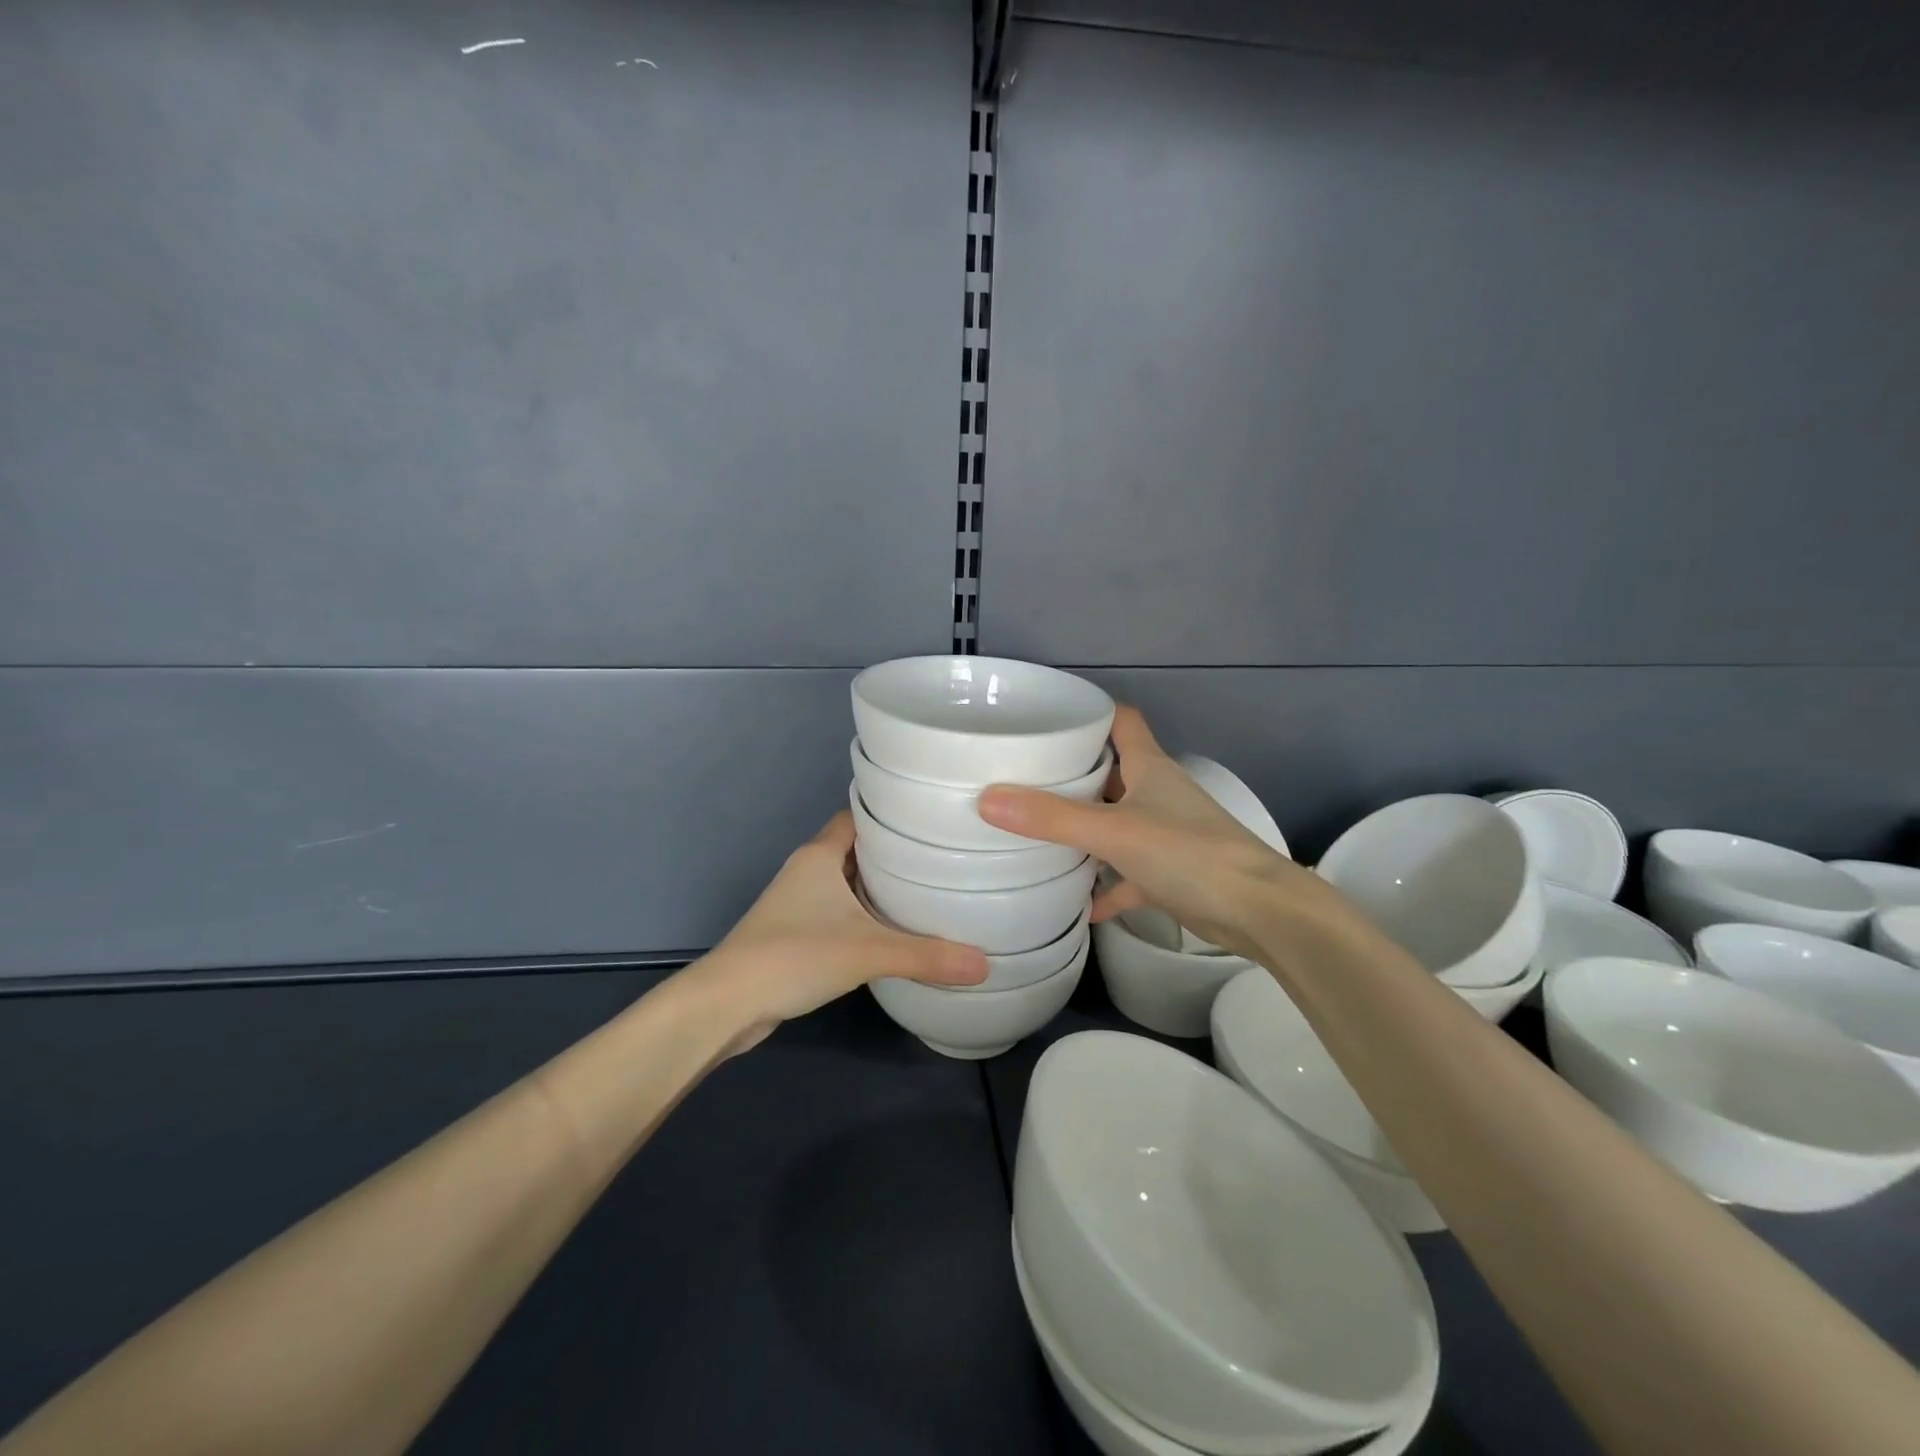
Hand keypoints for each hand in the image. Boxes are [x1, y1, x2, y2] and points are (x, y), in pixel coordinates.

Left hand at [694, 810, 987, 1053]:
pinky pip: (837, 911)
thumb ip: (927, 956)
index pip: (859, 816)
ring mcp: (796, 902)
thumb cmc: (794, 956)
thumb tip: (984, 965)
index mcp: (820, 855)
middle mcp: (806, 869)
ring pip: (845, 882)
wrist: (726, 1004)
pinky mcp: (792, 933)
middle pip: (856, 849)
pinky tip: (890, 931)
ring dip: (877, 886)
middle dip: (894, 853)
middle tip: (941, 857)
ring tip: (927, 890)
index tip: (931, 820)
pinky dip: (862, 915)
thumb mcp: (868, 952)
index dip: (892, 815)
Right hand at [977, 706, 1321, 958]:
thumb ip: (1052, 818)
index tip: (1049, 717)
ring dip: (1086, 828)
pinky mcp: (1171, 874)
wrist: (1258, 911)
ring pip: (1118, 822)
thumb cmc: (1189, 853)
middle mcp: (1158, 793)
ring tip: (1037, 831)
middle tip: (1024, 776)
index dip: (1091, 712)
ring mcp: (1166, 834)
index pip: (1122, 720)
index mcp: (1150, 767)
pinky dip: (1106, 885)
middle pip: (1112, 771)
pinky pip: (1128, 874)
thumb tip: (987, 799)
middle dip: (1073, 773)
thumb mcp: (1114, 832)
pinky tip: (1079, 903)